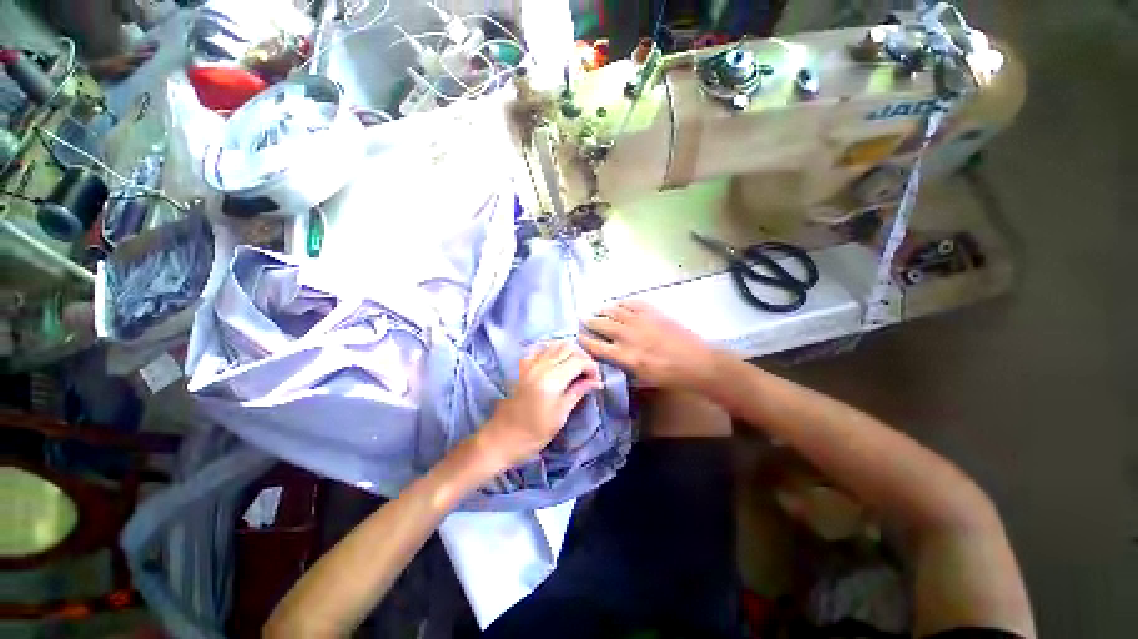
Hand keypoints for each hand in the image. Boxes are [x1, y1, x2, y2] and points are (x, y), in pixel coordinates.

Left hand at [475, 343, 602, 470]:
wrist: (501, 438)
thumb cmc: (534, 433)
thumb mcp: (560, 415)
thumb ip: (578, 392)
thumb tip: (597, 382)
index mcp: (551, 379)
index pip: (579, 361)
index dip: (592, 367)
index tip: (596, 380)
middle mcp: (540, 365)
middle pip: (568, 348)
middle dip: (582, 358)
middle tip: (588, 374)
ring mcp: (529, 363)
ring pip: (555, 345)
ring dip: (569, 353)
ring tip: (575, 369)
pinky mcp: (522, 366)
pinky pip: (542, 350)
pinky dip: (553, 352)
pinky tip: (557, 365)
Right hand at [581, 300, 722, 390]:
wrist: (696, 362)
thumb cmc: (669, 376)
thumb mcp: (642, 379)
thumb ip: (623, 367)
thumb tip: (612, 359)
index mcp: (624, 356)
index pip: (597, 346)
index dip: (585, 340)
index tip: (579, 336)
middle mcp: (627, 336)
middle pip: (601, 325)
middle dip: (590, 322)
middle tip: (584, 319)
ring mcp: (640, 321)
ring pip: (614, 311)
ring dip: (603, 310)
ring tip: (597, 309)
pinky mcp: (652, 312)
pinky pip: (633, 303)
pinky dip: (623, 302)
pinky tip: (618, 304)